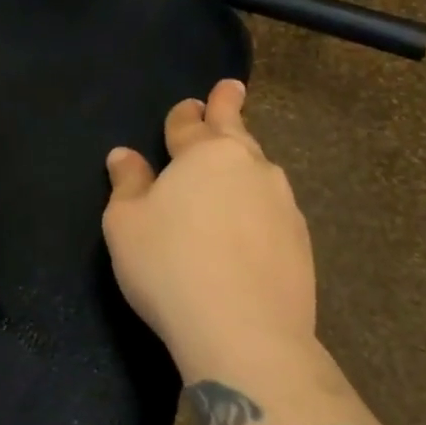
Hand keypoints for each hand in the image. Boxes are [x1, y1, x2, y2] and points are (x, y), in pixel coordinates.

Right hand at [101, 79, 316, 381]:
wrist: (245, 335)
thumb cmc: (170, 266)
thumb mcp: (126, 223)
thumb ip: (127, 183)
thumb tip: (123, 155)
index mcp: (205, 154)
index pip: (190, 122)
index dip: (185, 113)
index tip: (191, 104)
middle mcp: (250, 167)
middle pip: (236, 131)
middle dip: (229, 107)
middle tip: (232, 89)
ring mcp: (282, 204)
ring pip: (259, 169)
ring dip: (244, 161)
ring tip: (235, 165)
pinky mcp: (301, 243)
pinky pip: (273, 208)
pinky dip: (258, 204)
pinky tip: (249, 224)